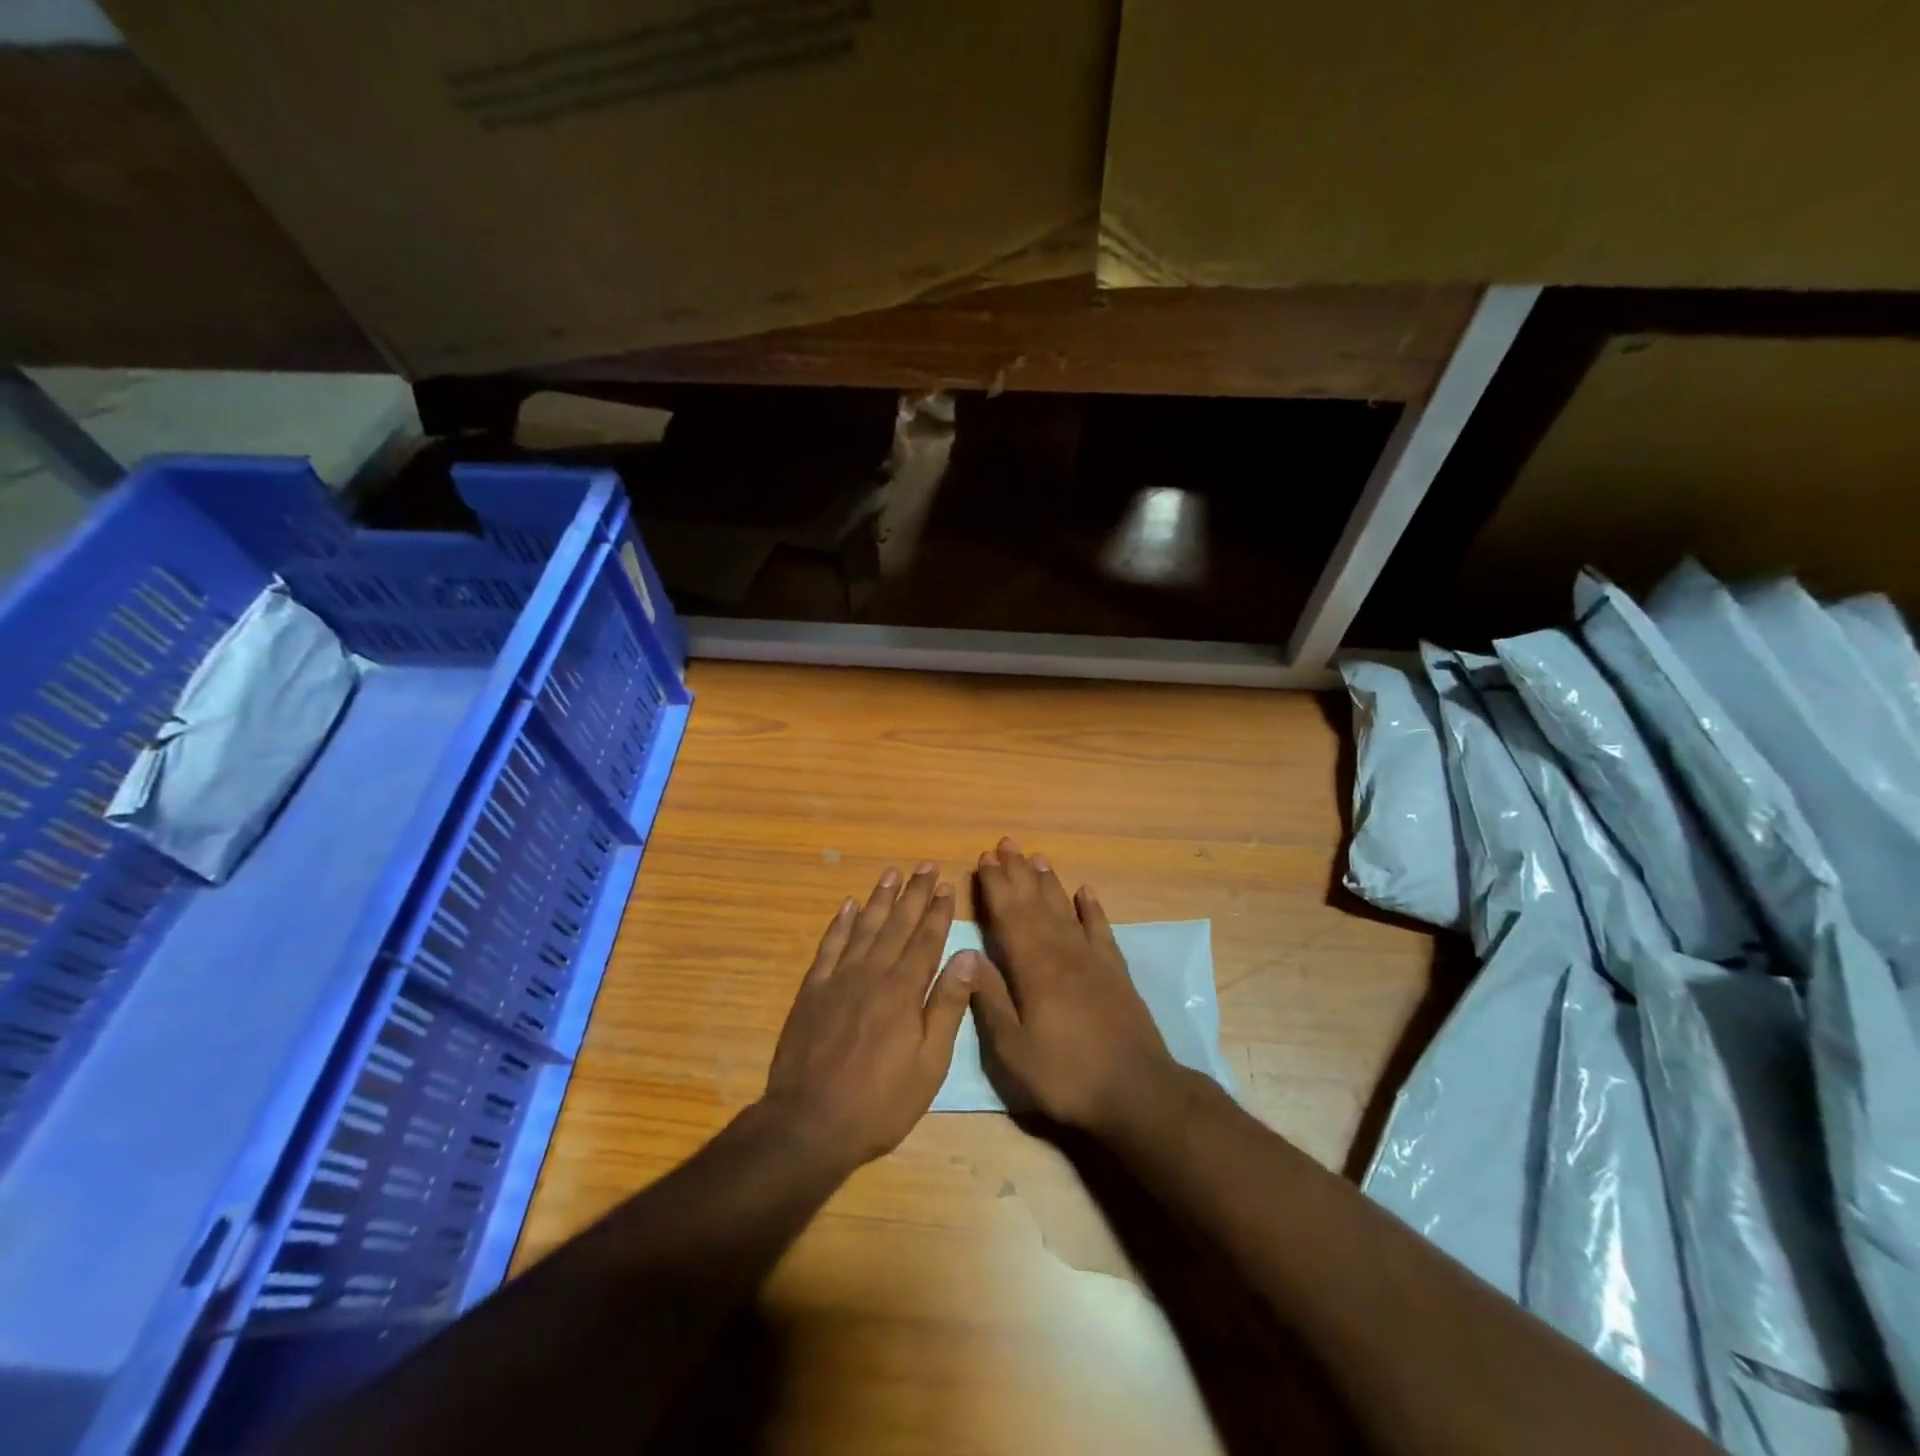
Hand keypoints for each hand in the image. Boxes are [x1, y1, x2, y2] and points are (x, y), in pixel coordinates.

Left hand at [764, 863, 973, 1170]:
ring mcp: (838, 979)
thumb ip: (947, 1006)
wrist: (809, 1122)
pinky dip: (841, 923)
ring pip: (864, 927)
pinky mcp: (812, 990)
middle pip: (897, 925)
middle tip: (925, 865)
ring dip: (880, 899)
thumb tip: (968, 956)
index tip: (946, 885)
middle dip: (914, 894)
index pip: (926, 940)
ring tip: (892, 873)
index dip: (937, 912)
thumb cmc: (880, 1102)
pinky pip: (829, 946)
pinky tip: (849, 905)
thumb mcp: (929, 1064)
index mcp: (903, 991)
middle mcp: (872, 973)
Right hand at [961, 838, 1177, 1137]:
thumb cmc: (1066, 1075)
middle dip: (1018, 872)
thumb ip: (991, 1000)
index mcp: (1033, 969)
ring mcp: (1093, 959)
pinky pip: (1101, 929)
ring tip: (1038, 857)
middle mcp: (1062, 952)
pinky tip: (1086, 892)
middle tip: (1006, 843)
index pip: (1009, 916)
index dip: (995, 886)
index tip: (984, 859)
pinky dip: (1093, 909)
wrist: (1137, 1092)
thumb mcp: (1014, 1050)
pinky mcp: (1116, 971)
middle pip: (1035, 904)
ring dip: (1049, 882)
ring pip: (1065, 909)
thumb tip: (966, 955)